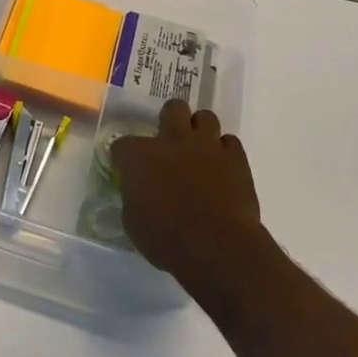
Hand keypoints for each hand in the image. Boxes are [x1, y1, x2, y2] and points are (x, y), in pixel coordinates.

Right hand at [110, 100, 263, 290]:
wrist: (216, 247)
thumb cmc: (166, 239)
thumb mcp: (134, 223)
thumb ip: (134, 198)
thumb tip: (138, 193)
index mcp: (139, 155)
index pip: (122, 144)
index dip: (124, 158)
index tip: (128, 170)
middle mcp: (172, 140)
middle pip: (172, 108)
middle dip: (170, 121)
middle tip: (170, 144)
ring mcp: (206, 145)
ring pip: (205, 117)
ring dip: (200, 131)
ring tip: (199, 151)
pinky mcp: (235, 158)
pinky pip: (230, 142)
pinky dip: (225, 152)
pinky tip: (222, 168)